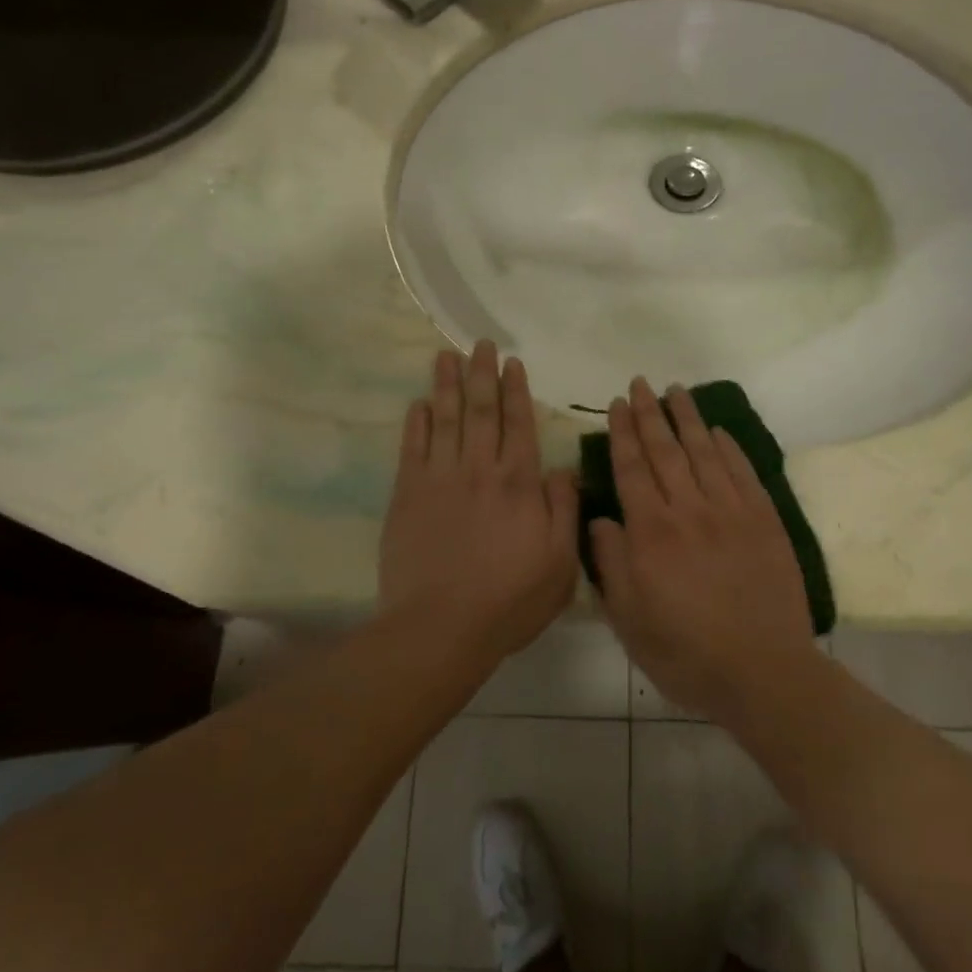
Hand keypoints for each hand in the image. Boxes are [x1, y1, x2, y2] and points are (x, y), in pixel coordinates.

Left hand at [378, 342, 579, 668]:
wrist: (441, 627)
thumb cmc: (509, 600)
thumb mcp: (560, 564)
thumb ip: (564, 511)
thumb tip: (562, 469)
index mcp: (519, 484)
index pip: (519, 425)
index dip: (516, 392)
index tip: (512, 364)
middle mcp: (479, 470)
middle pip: (481, 411)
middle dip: (481, 375)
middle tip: (479, 344)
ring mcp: (440, 479)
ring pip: (445, 420)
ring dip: (446, 385)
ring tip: (446, 356)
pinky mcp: (408, 495)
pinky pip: (412, 449)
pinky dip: (416, 423)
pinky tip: (419, 403)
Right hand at [590, 378, 815, 723]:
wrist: (763, 673)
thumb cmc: (686, 653)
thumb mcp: (629, 620)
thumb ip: (611, 564)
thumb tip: (600, 519)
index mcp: (651, 533)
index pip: (632, 469)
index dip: (622, 434)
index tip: (616, 404)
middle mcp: (689, 511)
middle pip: (665, 450)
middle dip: (649, 414)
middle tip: (640, 383)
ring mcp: (731, 512)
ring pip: (704, 452)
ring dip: (687, 418)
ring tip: (676, 391)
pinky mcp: (764, 521)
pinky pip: (743, 472)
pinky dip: (728, 447)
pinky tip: (717, 431)